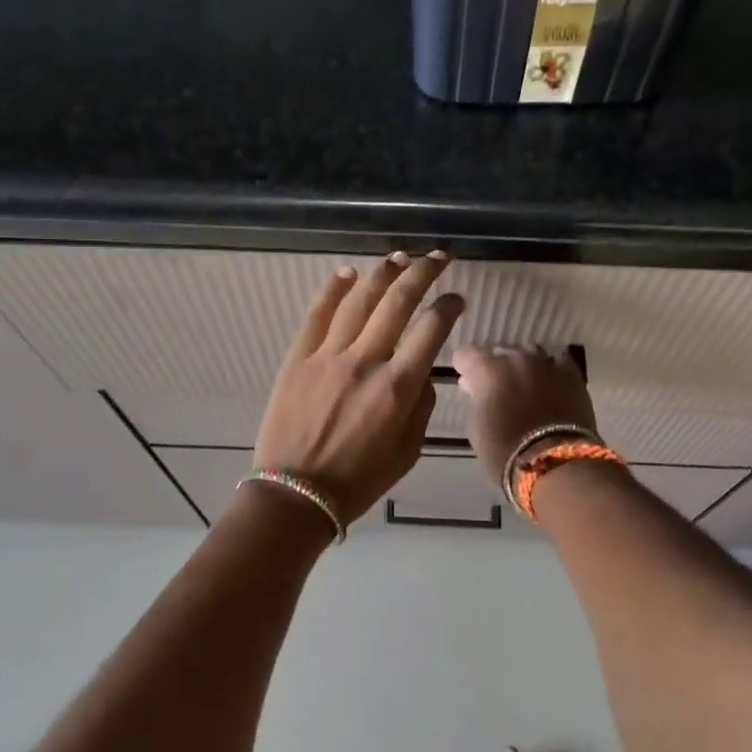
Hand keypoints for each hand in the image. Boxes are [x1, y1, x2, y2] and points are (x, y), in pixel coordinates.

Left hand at [254, 253, 465, 522]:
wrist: (296, 494)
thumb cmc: (358, 480)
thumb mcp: (408, 452)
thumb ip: (421, 406)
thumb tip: (420, 371)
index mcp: (398, 387)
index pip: (431, 329)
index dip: (448, 306)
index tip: (456, 298)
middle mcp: (365, 361)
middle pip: (398, 301)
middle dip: (422, 273)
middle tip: (437, 257)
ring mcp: (327, 356)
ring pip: (359, 299)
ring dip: (382, 272)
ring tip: (398, 257)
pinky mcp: (297, 358)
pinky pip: (317, 314)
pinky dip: (333, 289)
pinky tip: (347, 273)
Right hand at [453, 346, 598, 480]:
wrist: (556, 463)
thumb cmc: (506, 450)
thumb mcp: (477, 427)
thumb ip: (477, 400)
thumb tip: (478, 389)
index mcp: (488, 370)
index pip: (466, 355)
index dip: (464, 368)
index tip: (467, 383)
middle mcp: (517, 358)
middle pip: (500, 352)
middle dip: (495, 368)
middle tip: (497, 390)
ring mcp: (547, 363)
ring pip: (529, 353)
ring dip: (523, 367)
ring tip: (524, 386)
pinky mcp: (572, 374)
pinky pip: (558, 361)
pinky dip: (550, 370)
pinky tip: (549, 383)